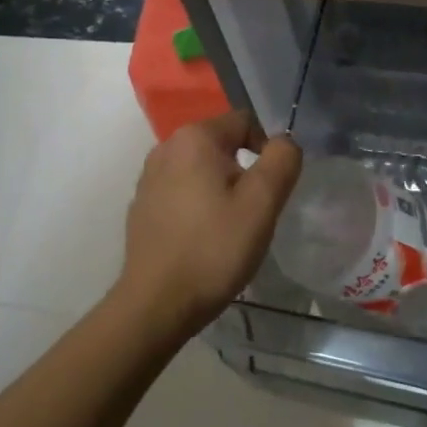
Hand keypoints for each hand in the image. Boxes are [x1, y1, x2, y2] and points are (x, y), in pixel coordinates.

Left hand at [116, 110, 302, 338]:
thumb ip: (282, 161)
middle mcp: (165, 147)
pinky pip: (182, 191)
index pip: (245, 122)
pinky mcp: (142, 205)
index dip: (268, 149)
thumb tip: (284, 141)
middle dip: (244, 171)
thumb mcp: (262, 203)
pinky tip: (203, 238)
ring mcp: (149, 177)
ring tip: (230, 227)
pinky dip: (198, 205)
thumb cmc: (213, 249)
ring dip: (221, 189)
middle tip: (254, 212)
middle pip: (222, 145)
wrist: (155, 305)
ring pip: (202, 169)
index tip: (271, 190)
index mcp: (194, 138)